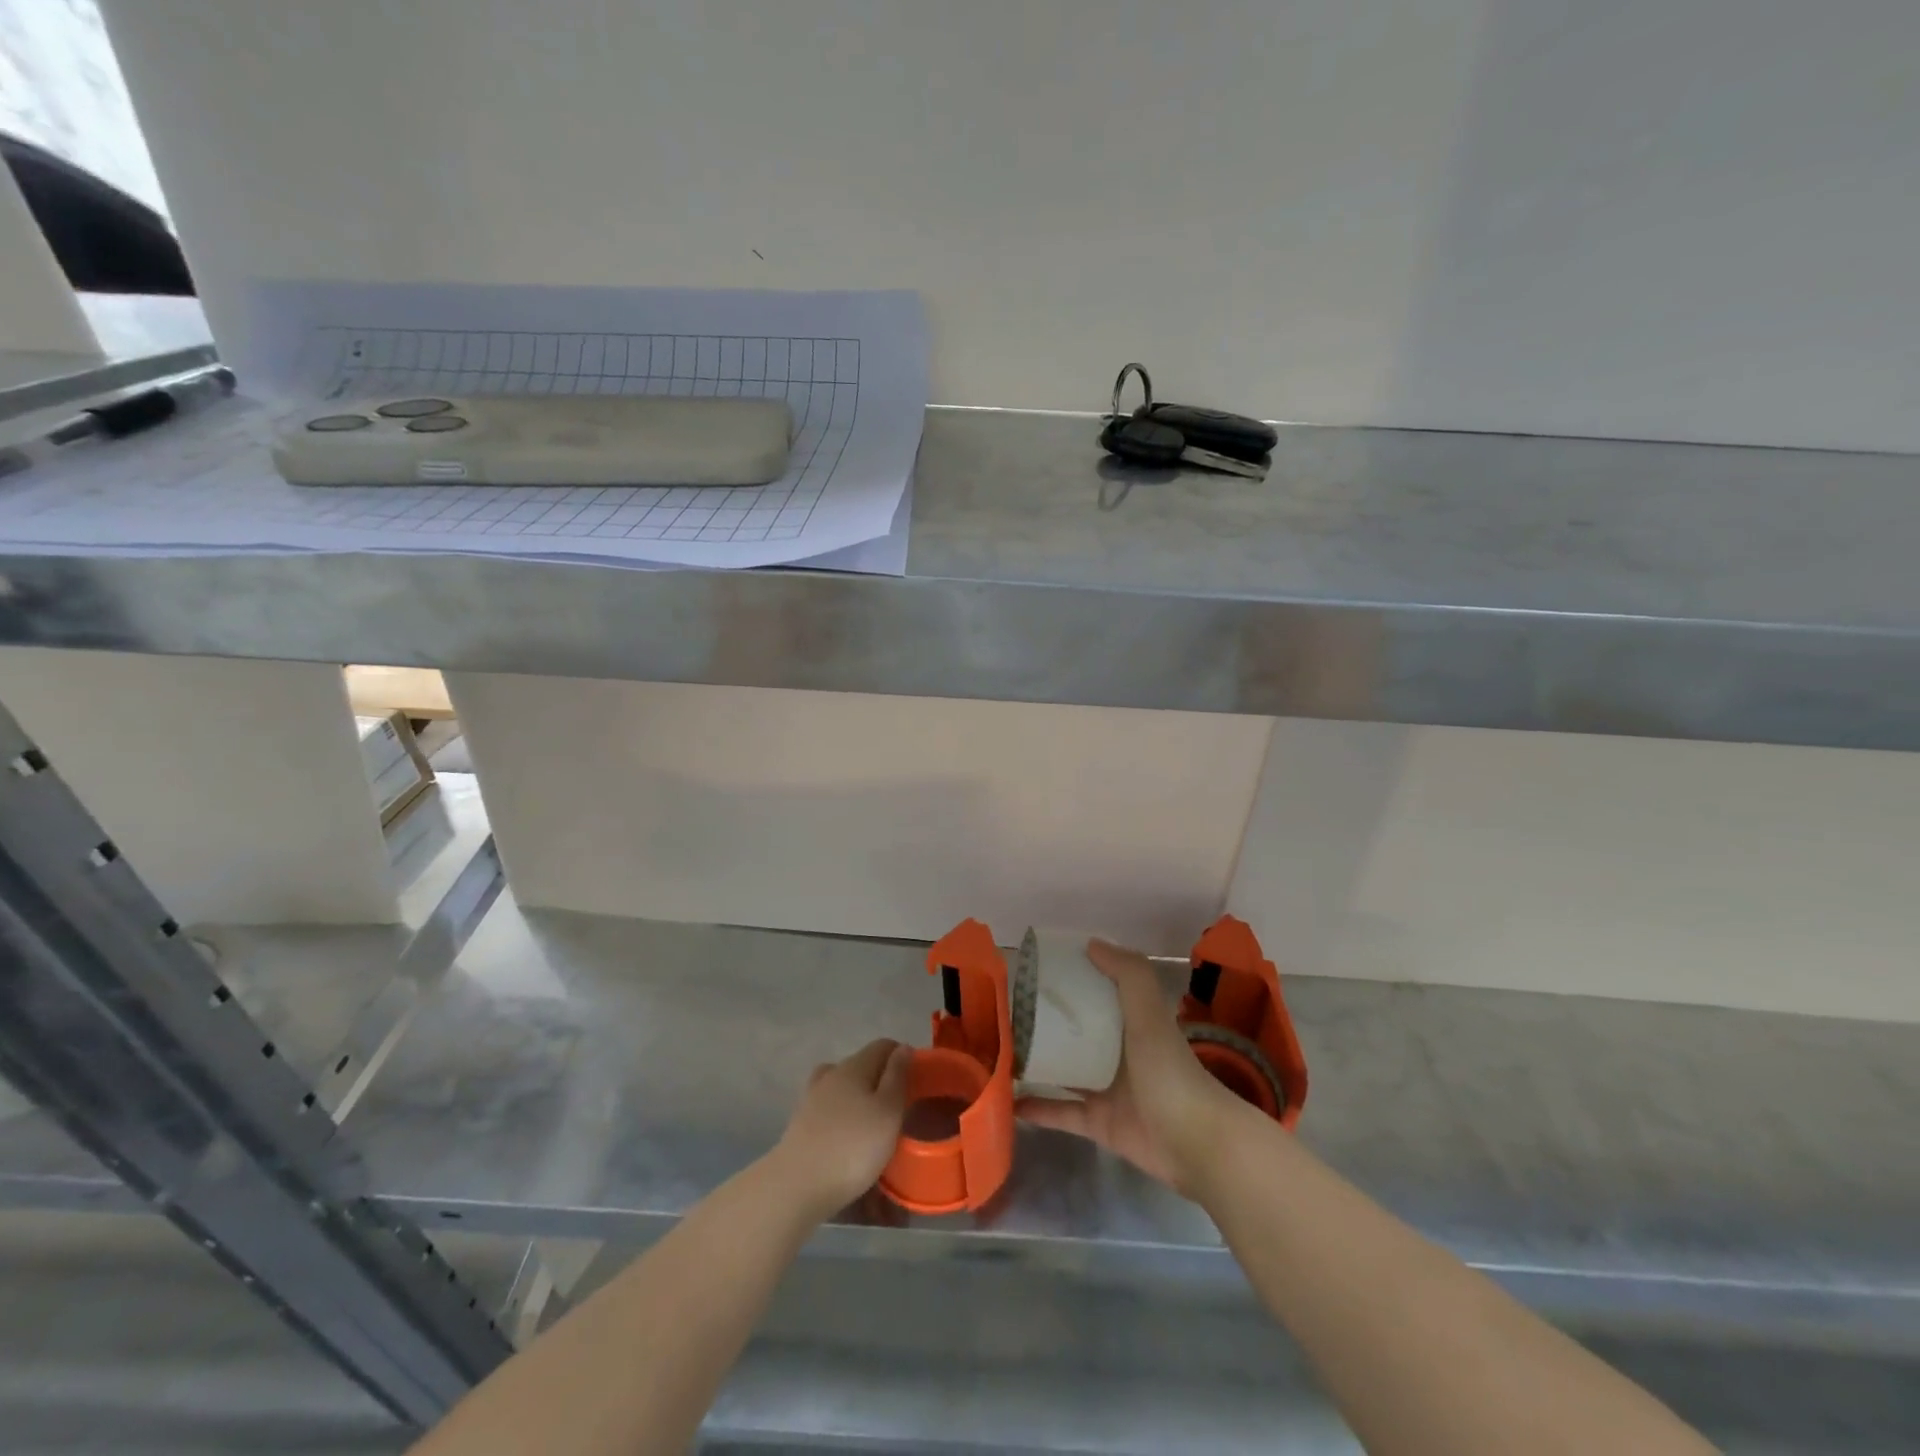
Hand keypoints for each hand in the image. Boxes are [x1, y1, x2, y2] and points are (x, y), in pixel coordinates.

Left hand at [770, 1037, 911, 1216]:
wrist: (796, 1186)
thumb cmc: (852, 1147)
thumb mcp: (888, 1112)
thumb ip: (897, 1077)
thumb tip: (903, 1048)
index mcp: (854, 1066)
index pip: (883, 1046)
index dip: (902, 1056)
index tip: (917, 1079)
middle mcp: (831, 1074)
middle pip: (862, 1065)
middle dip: (882, 1079)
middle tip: (899, 1107)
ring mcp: (812, 1098)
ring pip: (843, 1086)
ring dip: (859, 1097)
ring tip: (872, 1122)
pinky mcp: (800, 1124)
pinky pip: (829, 1109)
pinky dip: (842, 1116)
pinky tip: (847, 1136)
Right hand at [1016, 939, 1241, 1195]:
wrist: (1195, 1143)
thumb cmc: (1169, 1070)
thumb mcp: (1150, 1013)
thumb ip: (1128, 974)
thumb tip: (1091, 943)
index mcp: (1132, 1022)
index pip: (1098, 993)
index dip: (1073, 980)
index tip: (1036, 972)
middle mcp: (1118, 1052)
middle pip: (1076, 1032)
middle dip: (1045, 1023)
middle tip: (1007, 1014)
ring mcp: (1107, 1089)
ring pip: (1064, 1070)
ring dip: (1037, 1063)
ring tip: (1000, 1052)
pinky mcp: (1098, 1123)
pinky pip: (1062, 1112)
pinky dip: (1038, 1108)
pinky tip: (1009, 1100)